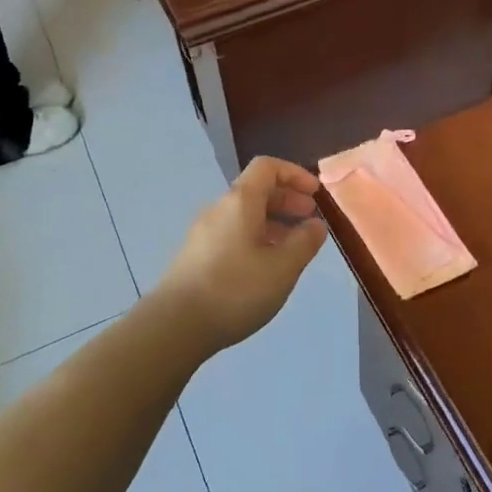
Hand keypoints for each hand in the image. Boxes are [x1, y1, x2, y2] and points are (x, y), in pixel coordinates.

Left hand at [159, 157, 327, 351]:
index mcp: (240, 202)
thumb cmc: (235, 290)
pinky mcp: (196, 255)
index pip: (267, 167)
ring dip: (273, 221)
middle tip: (310, 219)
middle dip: (287, 199)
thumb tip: (315, 225)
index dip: (294, 174)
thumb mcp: (282, 268)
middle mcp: (219, 209)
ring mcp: (204, 233)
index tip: (316, 194)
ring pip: (244, 215)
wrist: (176, 325)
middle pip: (255, 190)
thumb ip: (304, 242)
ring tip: (293, 245)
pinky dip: (256, 237)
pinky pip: (232, 233)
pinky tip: (265, 265)